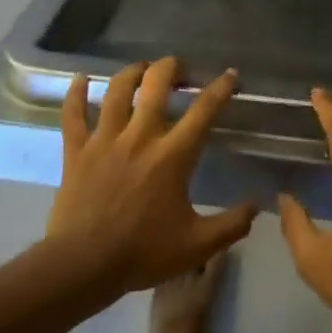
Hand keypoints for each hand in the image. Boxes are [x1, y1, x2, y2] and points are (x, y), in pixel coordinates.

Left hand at [46, 58, 256, 292]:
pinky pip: (73, 114)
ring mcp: (105, 140)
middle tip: (180, 69)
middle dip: (172, 68)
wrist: (83, 265)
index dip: (220, 88)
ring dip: (133, 73)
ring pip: (117, 90)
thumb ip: (232, 225)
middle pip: (156, 84)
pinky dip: (76, 93)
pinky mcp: (76, 151)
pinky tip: (81, 79)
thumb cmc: (143, 253)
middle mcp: (140, 137)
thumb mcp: (198, 245)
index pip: (203, 111)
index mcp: (173, 155)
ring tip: (142, 69)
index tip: (230, 74)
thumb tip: (258, 206)